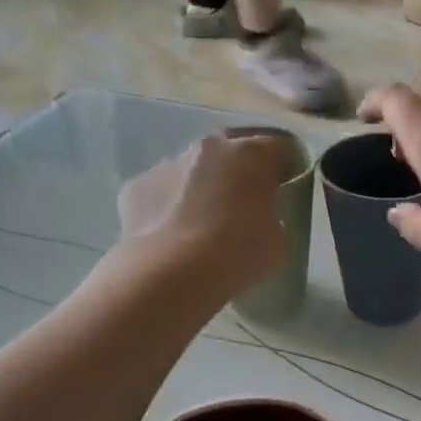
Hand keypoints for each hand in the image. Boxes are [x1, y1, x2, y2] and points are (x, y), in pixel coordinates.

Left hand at [113, 133, 286, 294]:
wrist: (172, 273)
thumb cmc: (238, 254)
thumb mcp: (277, 239)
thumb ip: (271, 216)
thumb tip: (258, 215)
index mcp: (250, 155)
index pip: (277, 147)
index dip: (283, 167)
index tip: (283, 189)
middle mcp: (208, 148)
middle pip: (230, 151)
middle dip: (237, 173)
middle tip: (242, 206)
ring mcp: (167, 164)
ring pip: (192, 170)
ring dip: (201, 188)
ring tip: (202, 227)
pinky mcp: (137, 186)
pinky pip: (162, 191)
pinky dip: (169, 207)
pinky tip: (173, 238)